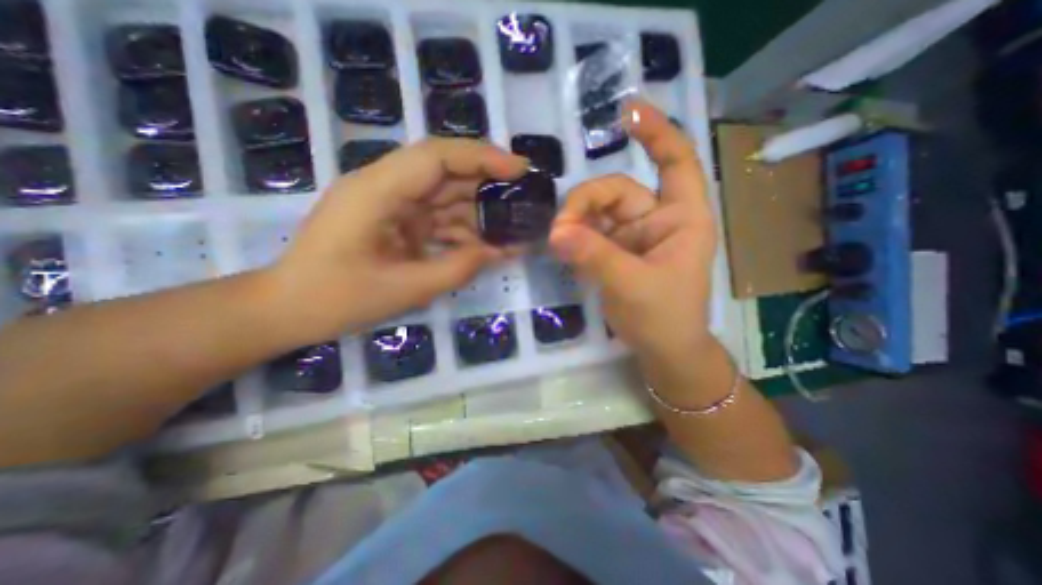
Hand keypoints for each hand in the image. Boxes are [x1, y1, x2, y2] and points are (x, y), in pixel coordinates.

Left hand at [265, 140, 524, 343]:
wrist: (289, 309)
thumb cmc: (337, 299)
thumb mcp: (406, 289)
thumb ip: (457, 268)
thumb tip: (497, 251)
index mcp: (377, 192)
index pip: (436, 156)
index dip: (482, 157)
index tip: (519, 169)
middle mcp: (384, 187)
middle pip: (446, 172)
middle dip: (488, 184)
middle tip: (524, 201)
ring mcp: (391, 205)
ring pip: (445, 197)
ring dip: (478, 213)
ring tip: (512, 231)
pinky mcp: (396, 222)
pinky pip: (437, 219)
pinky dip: (463, 232)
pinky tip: (486, 247)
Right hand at [553, 101, 716, 365]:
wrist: (663, 350)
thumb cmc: (664, 317)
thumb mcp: (632, 285)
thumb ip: (595, 256)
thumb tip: (556, 233)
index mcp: (681, 218)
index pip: (675, 162)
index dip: (656, 132)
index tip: (626, 111)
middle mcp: (657, 220)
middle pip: (617, 191)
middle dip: (586, 203)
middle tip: (561, 229)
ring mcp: (633, 236)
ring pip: (598, 212)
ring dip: (576, 222)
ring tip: (558, 241)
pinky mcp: (615, 252)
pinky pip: (590, 233)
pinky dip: (575, 236)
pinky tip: (562, 245)